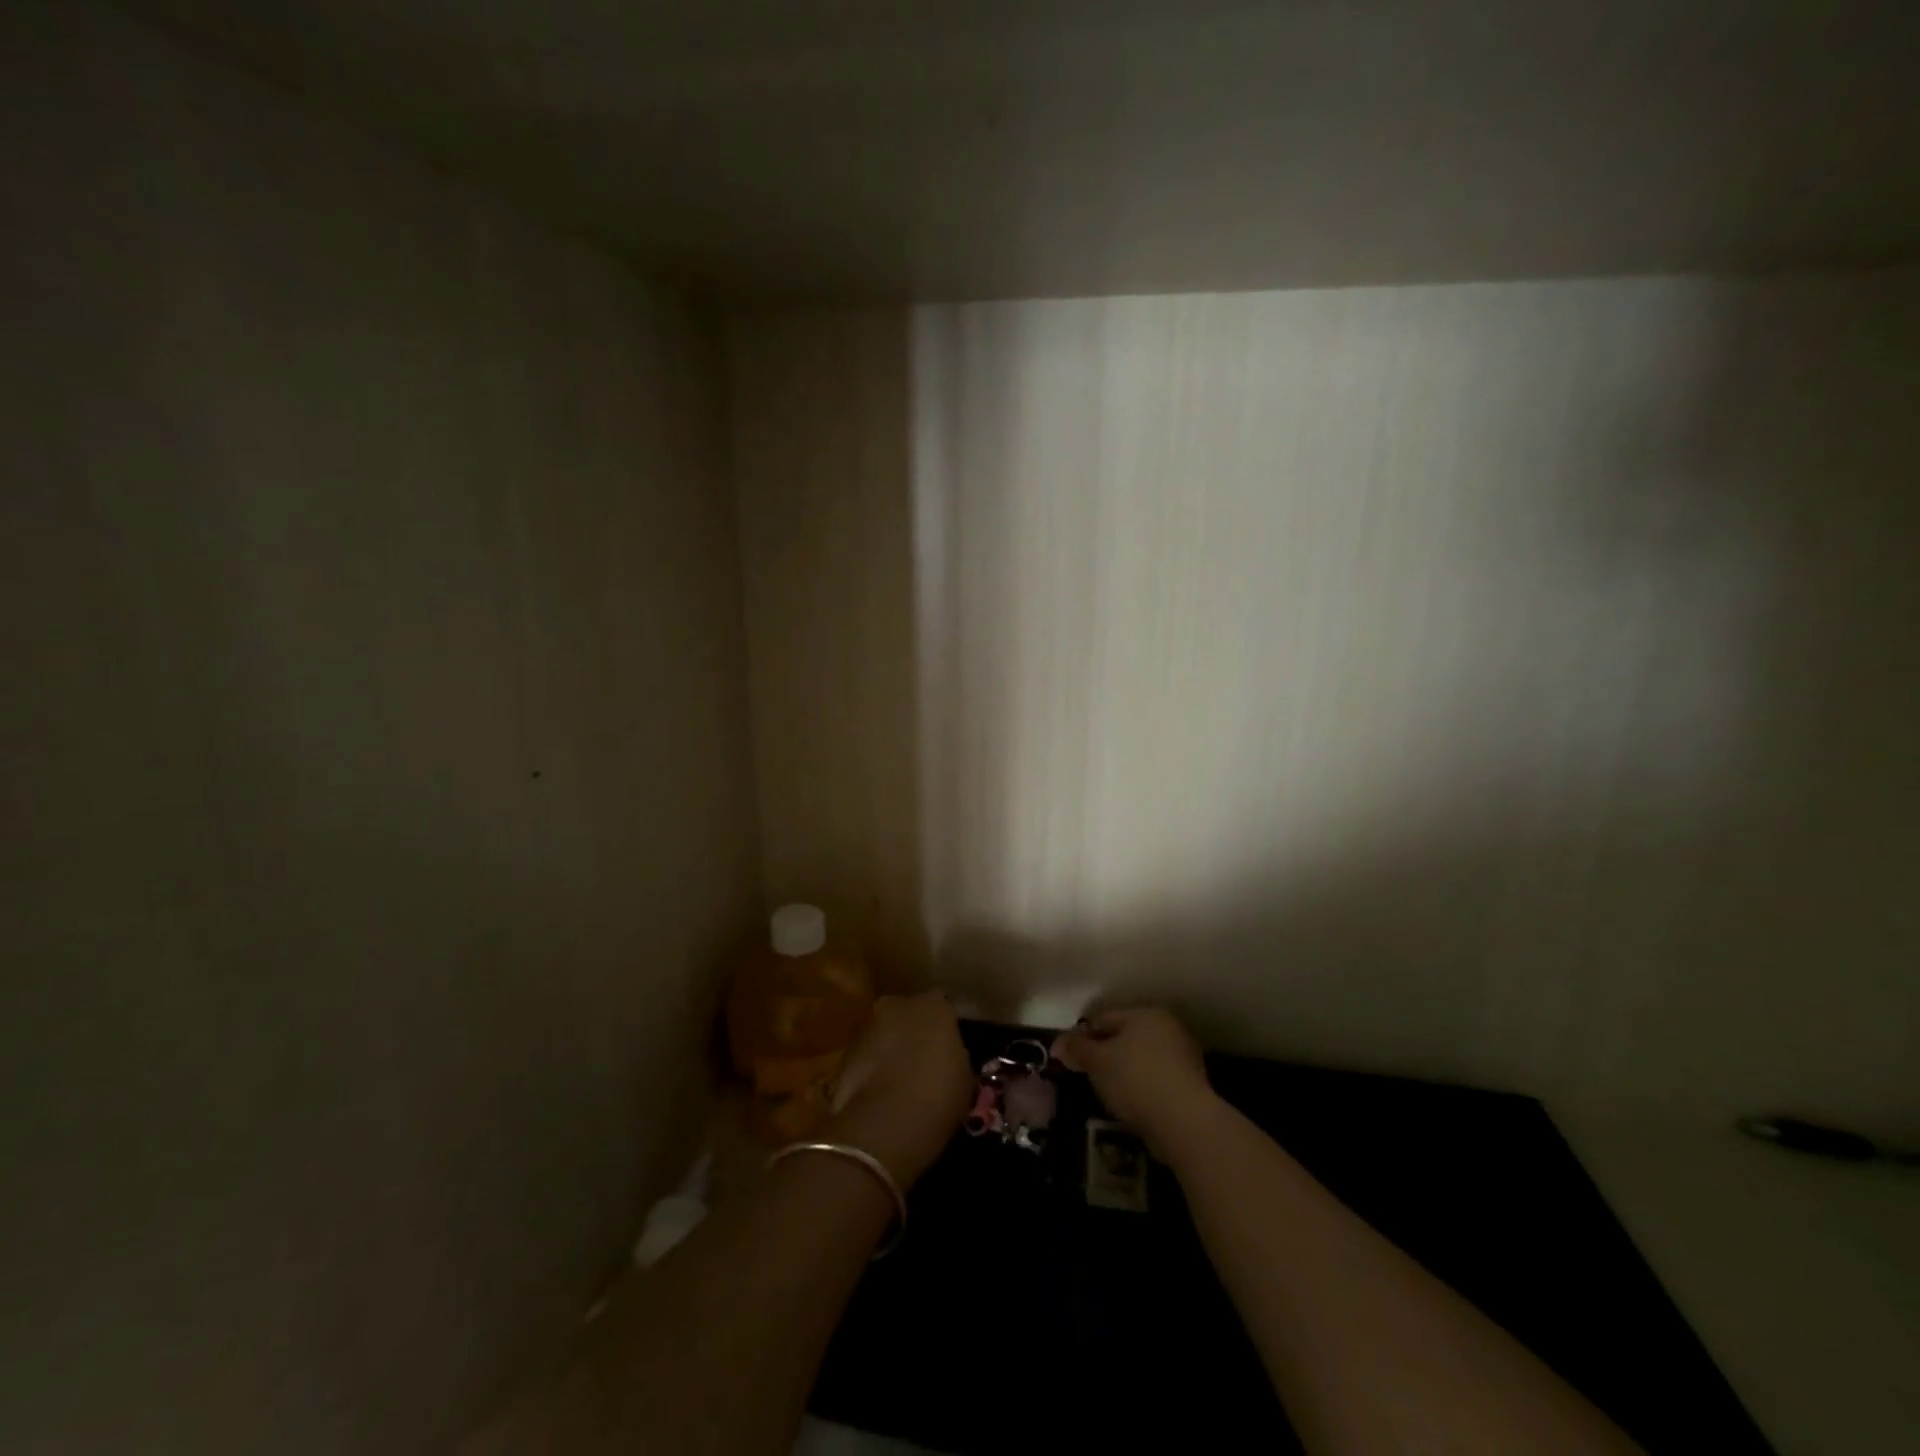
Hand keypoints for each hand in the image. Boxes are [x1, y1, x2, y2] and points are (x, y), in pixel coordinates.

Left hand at [825, 991, 972, 1188]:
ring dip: (889, 1050)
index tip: (948, 1046)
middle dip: (912, 1032)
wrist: (886, 1123)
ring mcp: (866, 1027)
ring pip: (882, 1035)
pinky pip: (865, 1058)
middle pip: (907, 1014)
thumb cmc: (938, 1094)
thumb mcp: (964, 1076)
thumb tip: (945, 1057)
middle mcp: (896, 1005)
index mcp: (932, 1004)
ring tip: (899, 1082)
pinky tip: (880, 1095)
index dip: (944, 1026)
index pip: (942, 1006)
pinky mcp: (843, 1054)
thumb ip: (954, 1055)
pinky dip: (870, 1071)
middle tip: (922, 1061)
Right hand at [1052, 1007, 1219, 1157]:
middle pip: (1125, 1035)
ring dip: (1124, 1070)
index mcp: (1144, 1012)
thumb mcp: (1097, 1061)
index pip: (1104, 1016)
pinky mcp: (1192, 1084)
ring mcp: (1183, 1055)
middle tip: (1087, 1073)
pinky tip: (1131, 1103)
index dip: (1082, 1034)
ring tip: (1107, 1091)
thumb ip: (1077, 1048)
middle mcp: (1167, 1026)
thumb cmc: (1135, 1079)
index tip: (1069, 1056)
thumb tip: (1058, 1043)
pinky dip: (1142, 1086)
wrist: (1185, 1122)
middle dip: (1105, 1051)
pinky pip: (1156, 1078)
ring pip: (1141, 1057)